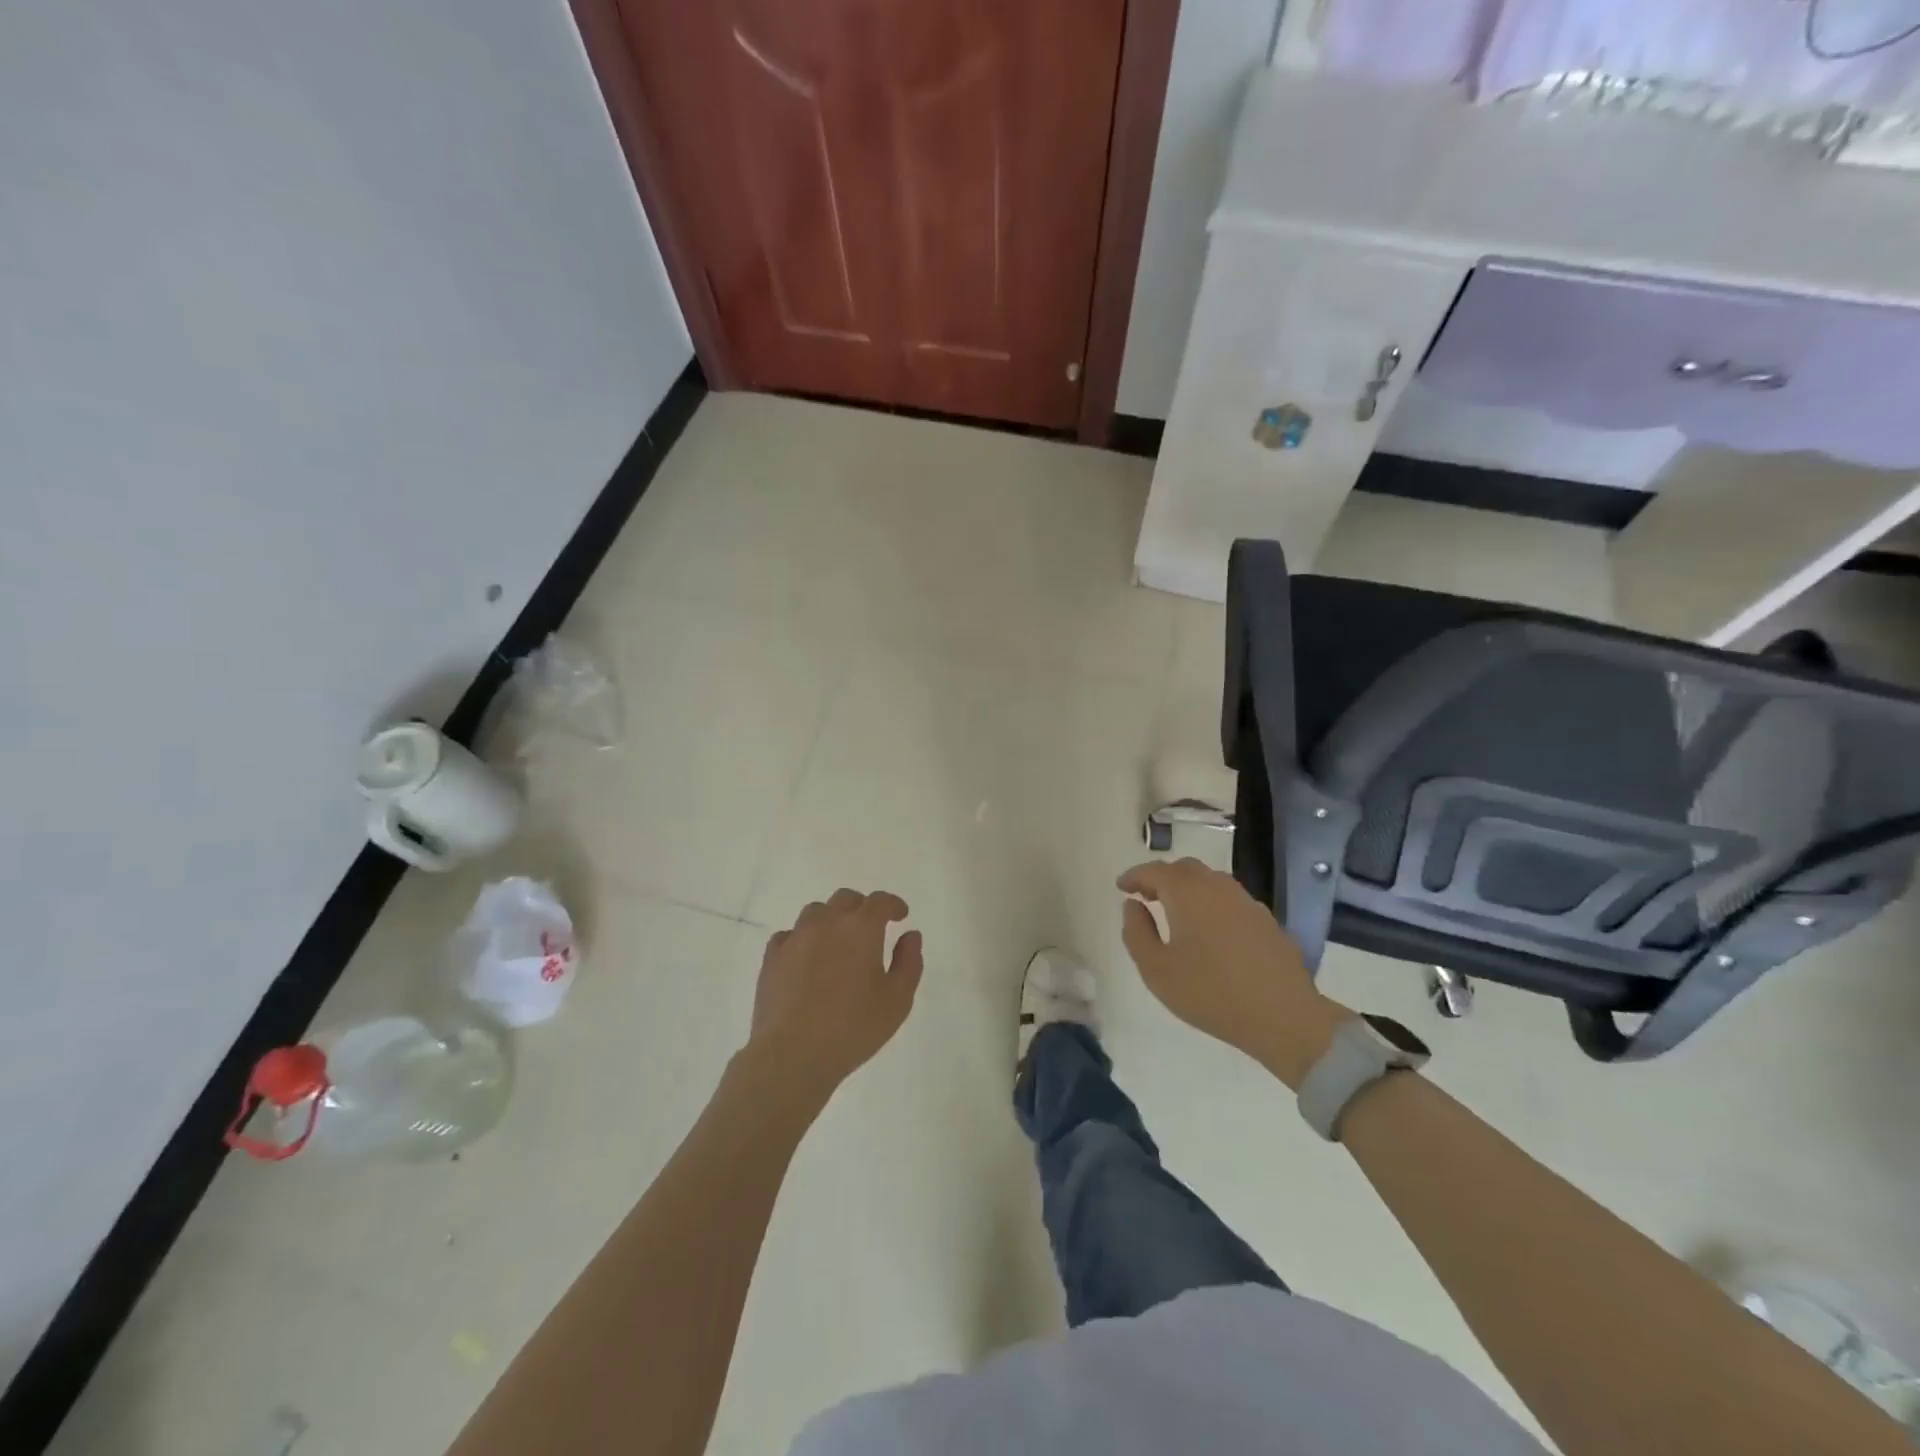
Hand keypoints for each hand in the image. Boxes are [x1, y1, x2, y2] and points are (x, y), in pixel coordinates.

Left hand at [747, 889, 922, 1098]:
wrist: (792, 1054)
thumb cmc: (853, 1028)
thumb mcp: (897, 1000)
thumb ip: (908, 962)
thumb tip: (910, 935)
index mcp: (860, 928)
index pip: (880, 902)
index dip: (893, 905)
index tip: (901, 915)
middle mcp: (826, 923)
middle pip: (845, 899)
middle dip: (862, 908)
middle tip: (871, 928)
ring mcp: (795, 938)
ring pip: (815, 912)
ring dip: (831, 919)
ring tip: (837, 942)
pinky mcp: (772, 958)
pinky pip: (790, 935)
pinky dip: (803, 939)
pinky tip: (807, 959)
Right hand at [1117, 858, 1349, 1088]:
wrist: (1283, 1017)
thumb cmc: (1210, 993)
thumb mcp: (1157, 970)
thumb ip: (1136, 932)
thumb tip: (1133, 905)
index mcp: (1187, 893)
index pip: (1154, 871)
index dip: (1134, 876)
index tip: (1121, 887)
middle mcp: (1217, 887)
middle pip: (1185, 869)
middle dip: (1161, 877)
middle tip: (1145, 896)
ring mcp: (1246, 902)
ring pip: (1210, 881)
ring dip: (1188, 889)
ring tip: (1175, 911)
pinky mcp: (1266, 920)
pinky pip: (1230, 900)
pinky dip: (1211, 903)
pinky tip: (1210, 929)